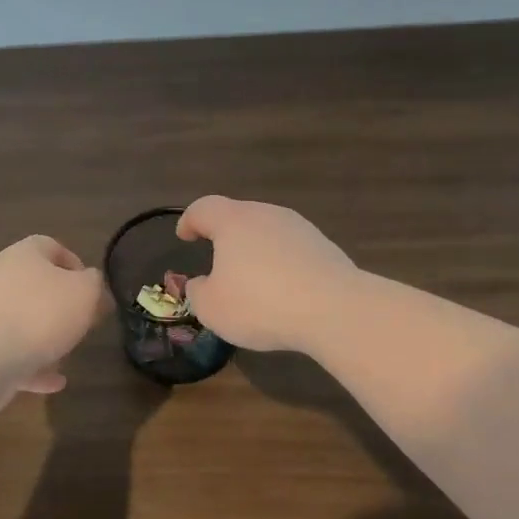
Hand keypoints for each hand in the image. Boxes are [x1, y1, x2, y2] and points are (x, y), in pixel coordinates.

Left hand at [0, 235, 106, 401]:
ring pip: (20, 321)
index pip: (50, 246)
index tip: (92, 290)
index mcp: (23, 255)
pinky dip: (32, 367)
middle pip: (33, 285)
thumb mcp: (84, 292)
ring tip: (67, 356)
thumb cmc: (39, 314)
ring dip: (44, 338)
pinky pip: (10, 354)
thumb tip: (91, 284)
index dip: (74, 264)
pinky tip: (53, 383)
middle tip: (81, 323)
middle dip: (59, 305)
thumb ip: (94, 284)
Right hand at [176, 196, 356, 352]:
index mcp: (233, 221)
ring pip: (268, 232)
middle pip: (239, 216)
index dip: (189, 220)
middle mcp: (266, 215)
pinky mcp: (325, 247)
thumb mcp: (212, 308)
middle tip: (216, 258)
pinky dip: (280, 264)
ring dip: (255, 250)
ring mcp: (300, 228)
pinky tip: (282, 291)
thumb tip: (201, 284)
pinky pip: (292, 251)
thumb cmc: (260, 304)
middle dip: (225, 235)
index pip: (203, 208)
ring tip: (250, 279)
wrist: (335, 310)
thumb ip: (197, 292)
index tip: (184, 235)